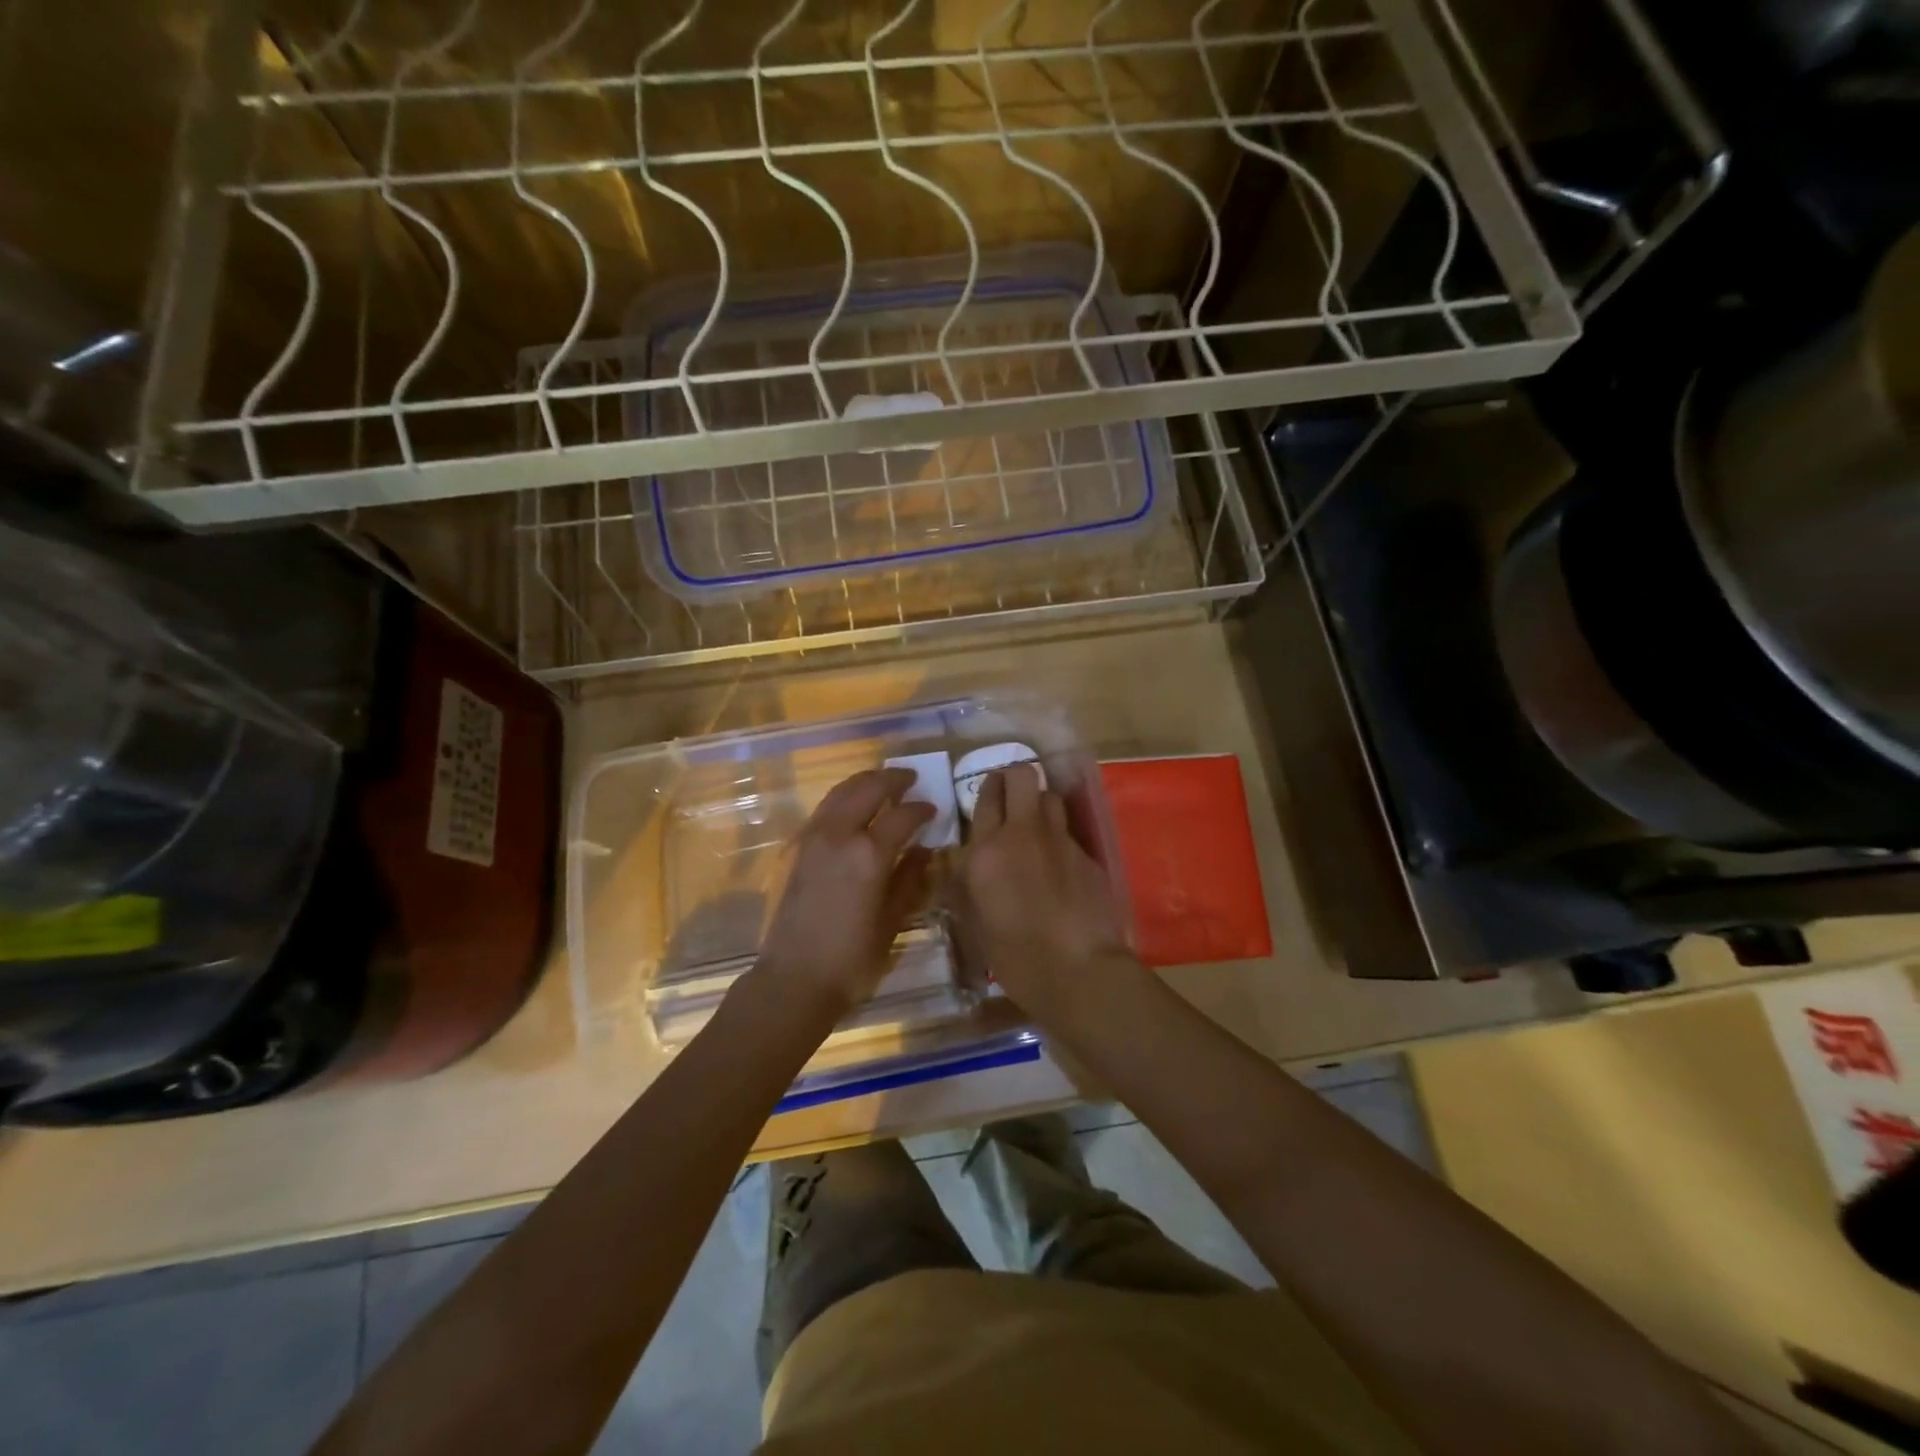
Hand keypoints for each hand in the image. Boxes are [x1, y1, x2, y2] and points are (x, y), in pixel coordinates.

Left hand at [756, 767, 933, 1019]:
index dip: (921, 809)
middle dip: (892, 779)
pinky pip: (825, 807)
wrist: (794, 978)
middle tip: (911, 779)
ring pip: (842, 791)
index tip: (934, 809)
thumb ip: (910, 880)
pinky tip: (855, 807)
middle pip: (868, 788)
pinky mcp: (797, 847)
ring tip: (884, 784)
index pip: (902, 815)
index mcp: (868, 854)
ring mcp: (813, 838)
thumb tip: (924, 850)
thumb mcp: (892, 922)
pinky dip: (844, 797)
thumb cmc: (852, 958)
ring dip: (865, 782)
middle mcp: (839, 835)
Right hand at [957, 764, 1134, 1028]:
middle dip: (1015, 777)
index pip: (986, 797)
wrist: (1078, 971)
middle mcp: (1022, 833)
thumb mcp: (975, 922)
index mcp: (985, 851)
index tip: (989, 792)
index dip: (988, 787)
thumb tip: (968, 865)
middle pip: (1022, 775)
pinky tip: (1059, 863)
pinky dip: (1059, 837)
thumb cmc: (1015, 957)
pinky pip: (1069, 830)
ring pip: (1050, 796)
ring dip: (1040, 802)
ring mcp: (1059, 840)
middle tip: (1010, 795)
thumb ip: (968, 884)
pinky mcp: (1087, 854)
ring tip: (1035, 824)